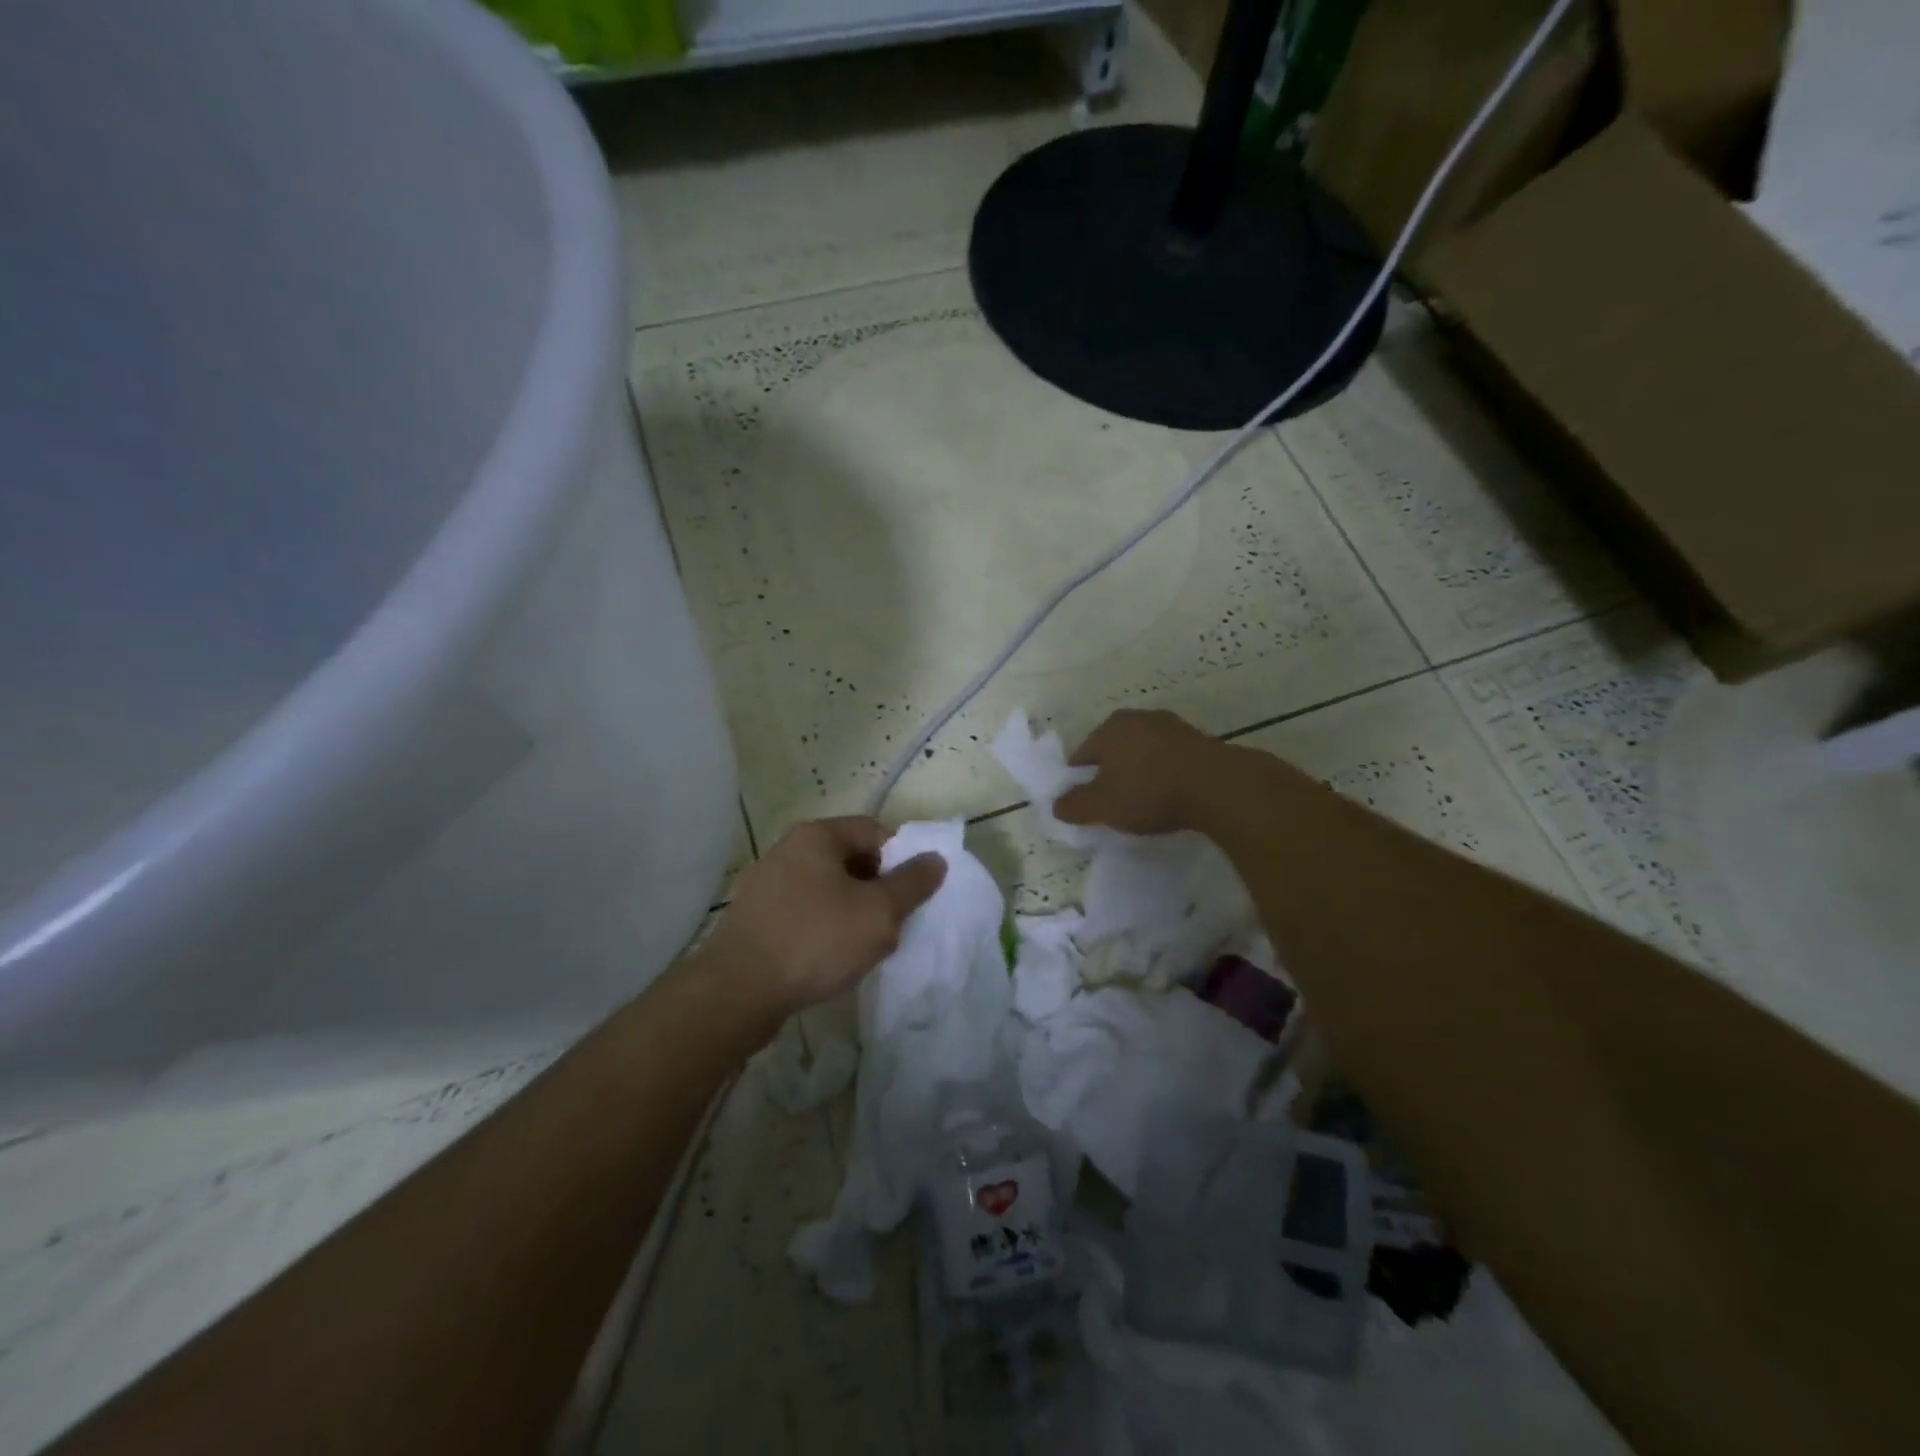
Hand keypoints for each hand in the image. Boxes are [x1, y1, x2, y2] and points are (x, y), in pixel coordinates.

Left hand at [698, 817, 946, 1016]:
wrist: (737, 992)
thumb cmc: (816, 940)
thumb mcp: (878, 912)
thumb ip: (912, 883)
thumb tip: (935, 859)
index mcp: (817, 836)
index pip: (875, 831)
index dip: (902, 859)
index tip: (912, 895)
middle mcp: (788, 849)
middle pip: (851, 859)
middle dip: (877, 889)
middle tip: (891, 924)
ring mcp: (767, 883)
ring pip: (828, 889)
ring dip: (852, 912)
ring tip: (862, 946)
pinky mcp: (755, 917)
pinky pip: (804, 912)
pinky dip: (824, 928)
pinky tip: (829, 959)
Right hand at [1053, 709, 1233, 835]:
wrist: (1217, 786)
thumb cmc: (1149, 791)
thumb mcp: (1101, 806)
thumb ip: (1073, 805)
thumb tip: (1056, 804)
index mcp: (1109, 728)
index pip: (1083, 755)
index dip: (1080, 781)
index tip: (1087, 805)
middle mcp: (1138, 718)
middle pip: (1114, 750)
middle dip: (1112, 774)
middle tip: (1114, 803)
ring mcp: (1172, 726)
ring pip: (1144, 752)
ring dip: (1141, 772)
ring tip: (1145, 802)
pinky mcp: (1200, 740)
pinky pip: (1171, 759)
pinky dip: (1166, 774)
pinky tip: (1171, 795)